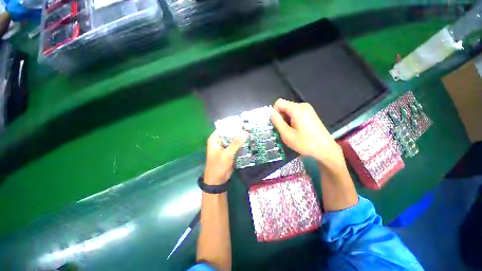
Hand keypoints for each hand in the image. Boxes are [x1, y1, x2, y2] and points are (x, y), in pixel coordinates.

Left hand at [204, 130, 248, 184]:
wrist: (217, 181)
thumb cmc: (218, 166)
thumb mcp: (227, 154)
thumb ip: (236, 143)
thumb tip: (246, 132)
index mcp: (215, 138)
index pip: (225, 127)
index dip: (234, 125)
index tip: (244, 122)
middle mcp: (220, 140)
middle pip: (230, 133)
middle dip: (239, 131)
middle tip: (251, 127)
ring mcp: (225, 146)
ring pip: (234, 139)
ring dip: (241, 138)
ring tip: (252, 133)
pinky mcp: (230, 151)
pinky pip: (236, 145)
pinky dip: (242, 144)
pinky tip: (250, 141)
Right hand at [270, 99, 344, 170]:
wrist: (325, 150)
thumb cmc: (305, 143)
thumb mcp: (287, 134)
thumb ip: (277, 122)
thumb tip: (270, 112)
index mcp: (297, 109)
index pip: (279, 102)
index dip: (274, 112)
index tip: (277, 124)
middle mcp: (303, 106)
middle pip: (285, 106)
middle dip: (281, 117)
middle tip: (284, 130)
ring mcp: (308, 109)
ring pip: (289, 110)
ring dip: (286, 120)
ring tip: (290, 131)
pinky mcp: (310, 114)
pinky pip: (296, 113)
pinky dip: (292, 120)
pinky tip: (296, 130)